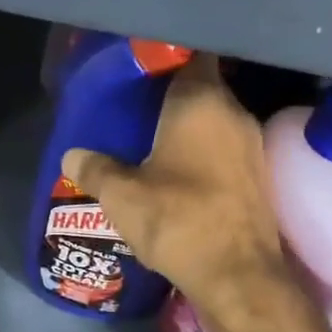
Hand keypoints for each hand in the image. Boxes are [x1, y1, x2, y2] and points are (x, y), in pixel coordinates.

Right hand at [62, 54, 297, 324]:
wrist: (239, 276)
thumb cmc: (178, 220)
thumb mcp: (122, 195)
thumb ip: (95, 168)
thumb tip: (72, 156)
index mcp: (202, 101)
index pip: (192, 55)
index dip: (167, 57)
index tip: (141, 67)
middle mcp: (234, 113)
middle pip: (202, 88)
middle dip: (171, 96)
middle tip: (136, 107)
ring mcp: (252, 145)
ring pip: (215, 121)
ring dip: (189, 128)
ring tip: (152, 141)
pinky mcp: (259, 176)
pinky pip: (226, 149)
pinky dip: (204, 153)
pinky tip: (179, 173)